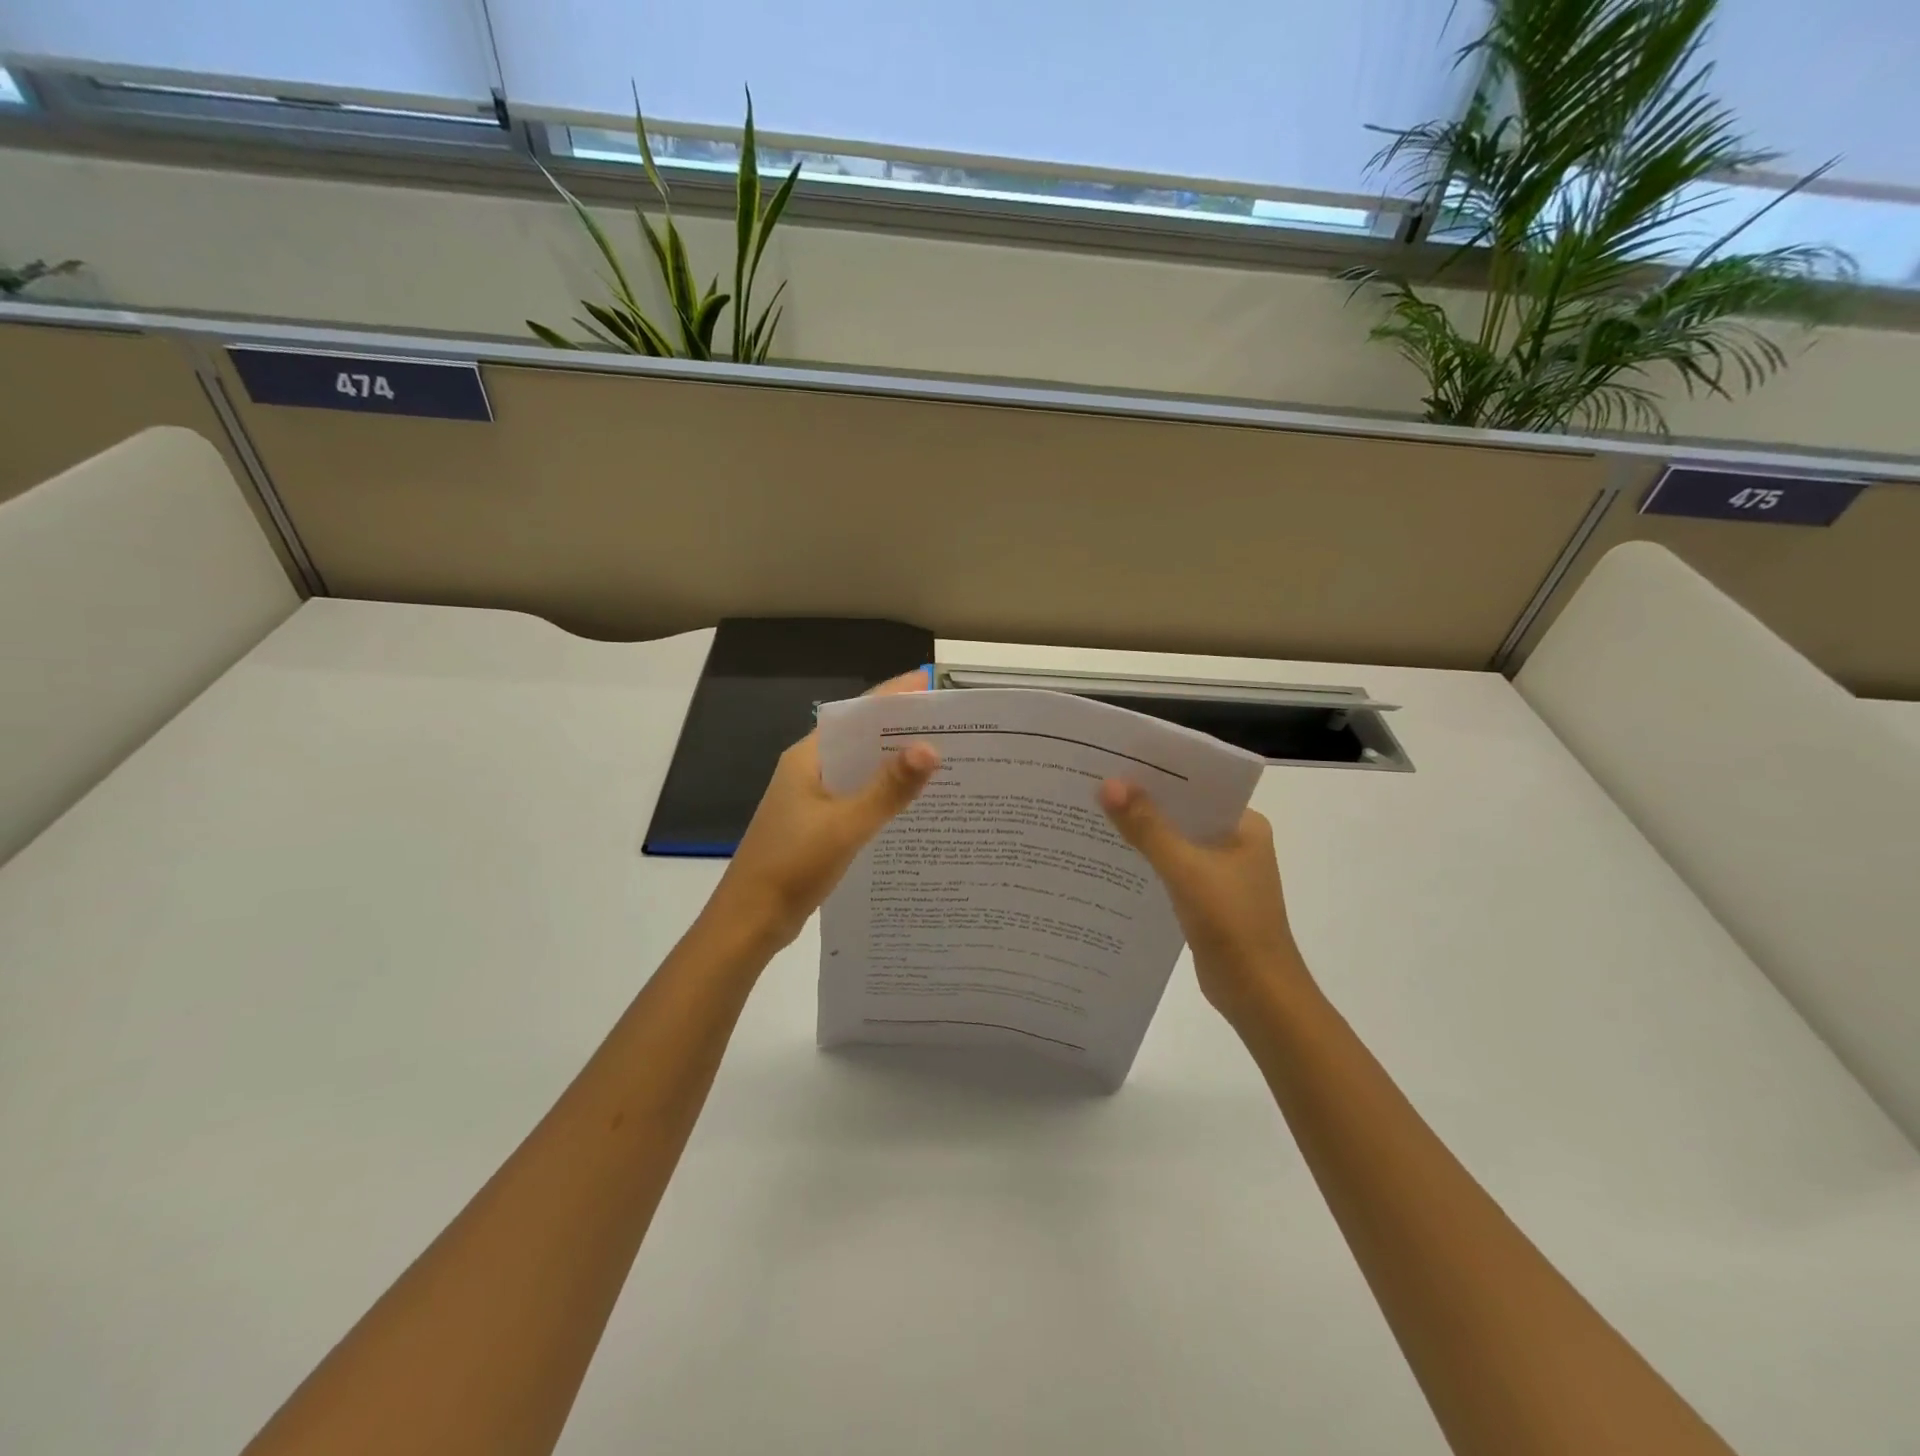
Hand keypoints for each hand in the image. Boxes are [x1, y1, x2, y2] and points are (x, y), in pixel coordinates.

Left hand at [709, 670, 939, 948]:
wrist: (750, 920)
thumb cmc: (792, 865)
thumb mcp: (846, 825)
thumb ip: (888, 789)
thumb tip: (931, 749)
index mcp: (809, 757)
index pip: (856, 713)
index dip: (893, 697)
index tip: (933, 686)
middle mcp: (810, 770)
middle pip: (861, 739)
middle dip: (901, 732)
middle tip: (952, 728)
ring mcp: (812, 799)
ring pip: (861, 771)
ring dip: (894, 766)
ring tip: (943, 763)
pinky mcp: (818, 825)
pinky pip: (858, 799)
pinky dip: (883, 797)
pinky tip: (914, 807)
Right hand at [1099, 780, 1309, 1021]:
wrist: (1258, 995)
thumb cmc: (1231, 923)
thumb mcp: (1185, 868)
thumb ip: (1147, 827)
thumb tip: (1109, 784)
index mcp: (1244, 825)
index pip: (1197, 785)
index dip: (1158, 772)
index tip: (1116, 760)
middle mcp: (1235, 842)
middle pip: (1183, 812)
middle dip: (1144, 801)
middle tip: (1095, 783)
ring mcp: (1222, 872)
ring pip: (1175, 841)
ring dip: (1143, 832)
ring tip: (1095, 813)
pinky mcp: (1207, 898)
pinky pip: (1172, 868)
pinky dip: (1148, 862)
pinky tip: (1114, 858)